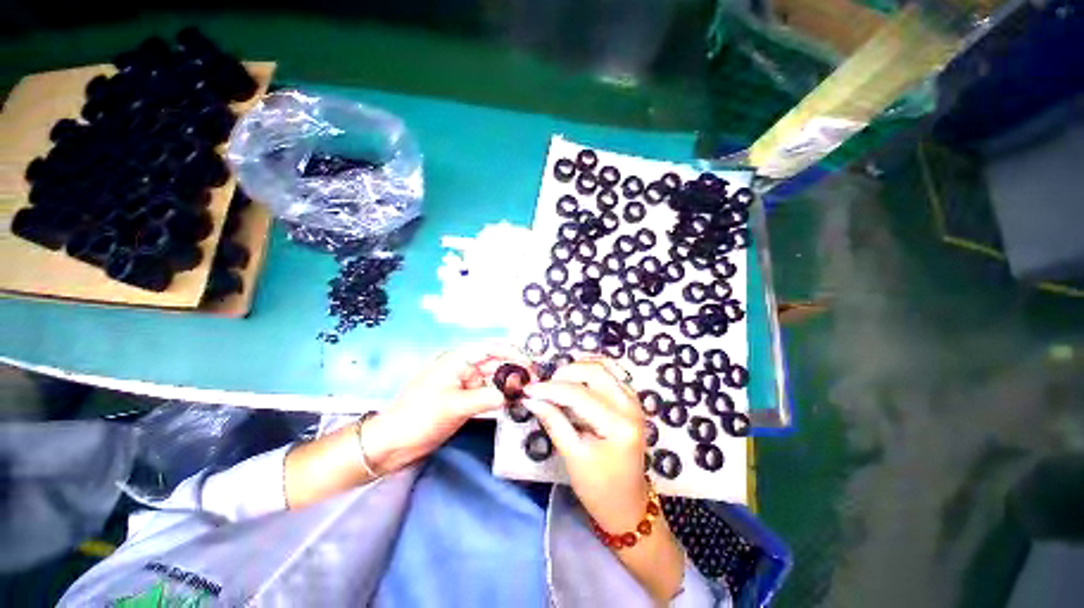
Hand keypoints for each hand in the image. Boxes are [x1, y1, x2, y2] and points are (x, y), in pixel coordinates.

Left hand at [363, 344, 531, 474]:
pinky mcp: (465, 399)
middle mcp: (464, 367)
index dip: (513, 353)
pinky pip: (488, 393)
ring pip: (493, 378)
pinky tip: (512, 402)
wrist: (392, 443)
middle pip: (495, 362)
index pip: (492, 347)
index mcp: (458, 359)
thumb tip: (515, 393)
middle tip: (534, 384)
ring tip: (527, 393)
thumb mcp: (455, 406)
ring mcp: (465, 384)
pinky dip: (500, 396)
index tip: (530, 367)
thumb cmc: (419, 417)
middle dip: (515, 370)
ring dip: (509, 384)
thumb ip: (488, 397)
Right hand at [521, 357, 649, 531]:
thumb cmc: (599, 488)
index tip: (528, 390)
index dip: (550, 389)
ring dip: (577, 369)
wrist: (628, 504)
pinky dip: (590, 371)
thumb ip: (553, 421)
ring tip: (558, 384)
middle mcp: (631, 406)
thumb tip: (531, 398)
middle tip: (545, 388)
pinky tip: (576, 380)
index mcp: (618, 425)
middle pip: (594, 371)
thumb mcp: (572, 456)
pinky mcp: (631, 400)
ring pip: (603, 366)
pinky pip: (610, 373)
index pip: (579, 394)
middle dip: (565, 374)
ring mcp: (634, 400)